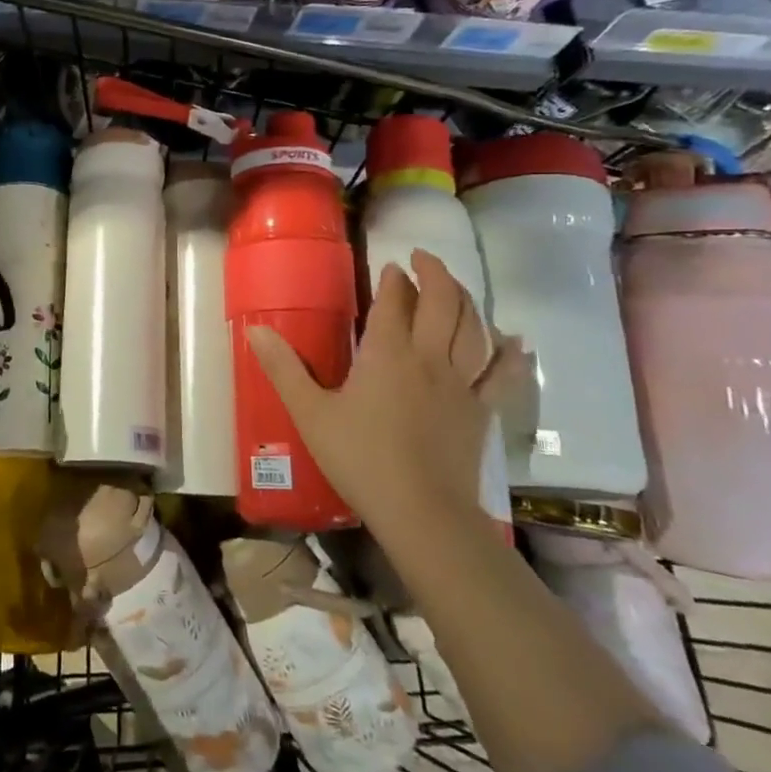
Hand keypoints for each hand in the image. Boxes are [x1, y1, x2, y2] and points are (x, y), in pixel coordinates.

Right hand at [247, 250, 525, 541]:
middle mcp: (429, 358)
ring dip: (466, 301)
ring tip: (455, 287)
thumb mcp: (310, 413)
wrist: (421, 512)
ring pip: (474, 329)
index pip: (394, 303)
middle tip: (423, 259)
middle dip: (435, 274)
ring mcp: (461, 385)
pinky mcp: (480, 412)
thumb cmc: (360, 459)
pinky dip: (510, 354)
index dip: (393, 281)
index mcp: (388, 355)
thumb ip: (284, 369)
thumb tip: (254, 330)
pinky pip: (502, 375)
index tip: (389, 266)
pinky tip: (516, 341)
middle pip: (443, 304)